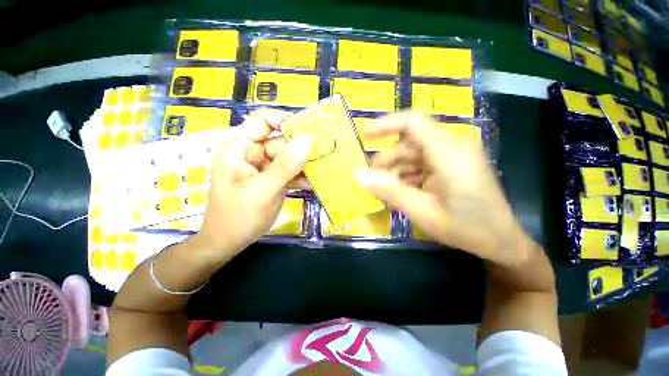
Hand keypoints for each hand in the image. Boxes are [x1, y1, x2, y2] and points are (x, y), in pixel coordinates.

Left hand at [196, 109, 312, 258]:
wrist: (228, 243)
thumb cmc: (240, 216)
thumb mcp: (265, 189)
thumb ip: (286, 165)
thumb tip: (308, 139)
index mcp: (239, 148)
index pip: (262, 121)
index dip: (284, 120)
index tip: (309, 127)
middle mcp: (250, 153)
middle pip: (279, 141)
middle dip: (300, 148)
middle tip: (322, 153)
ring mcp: (261, 167)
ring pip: (286, 157)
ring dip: (302, 164)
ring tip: (320, 169)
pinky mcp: (270, 179)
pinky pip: (287, 171)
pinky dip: (298, 176)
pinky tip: (310, 183)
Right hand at [355, 112, 533, 266]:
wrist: (501, 242)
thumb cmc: (466, 228)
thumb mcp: (422, 211)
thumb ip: (388, 190)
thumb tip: (358, 174)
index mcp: (450, 153)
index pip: (414, 123)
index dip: (387, 124)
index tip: (365, 134)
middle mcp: (453, 147)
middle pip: (409, 144)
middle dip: (388, 162)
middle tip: (374, 182)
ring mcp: (453, 156)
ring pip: (413, 155)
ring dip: (396, 172)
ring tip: (387, 193)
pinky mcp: (452, 165)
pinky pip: (422, 164)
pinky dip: (408, 176)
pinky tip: (402, 193)